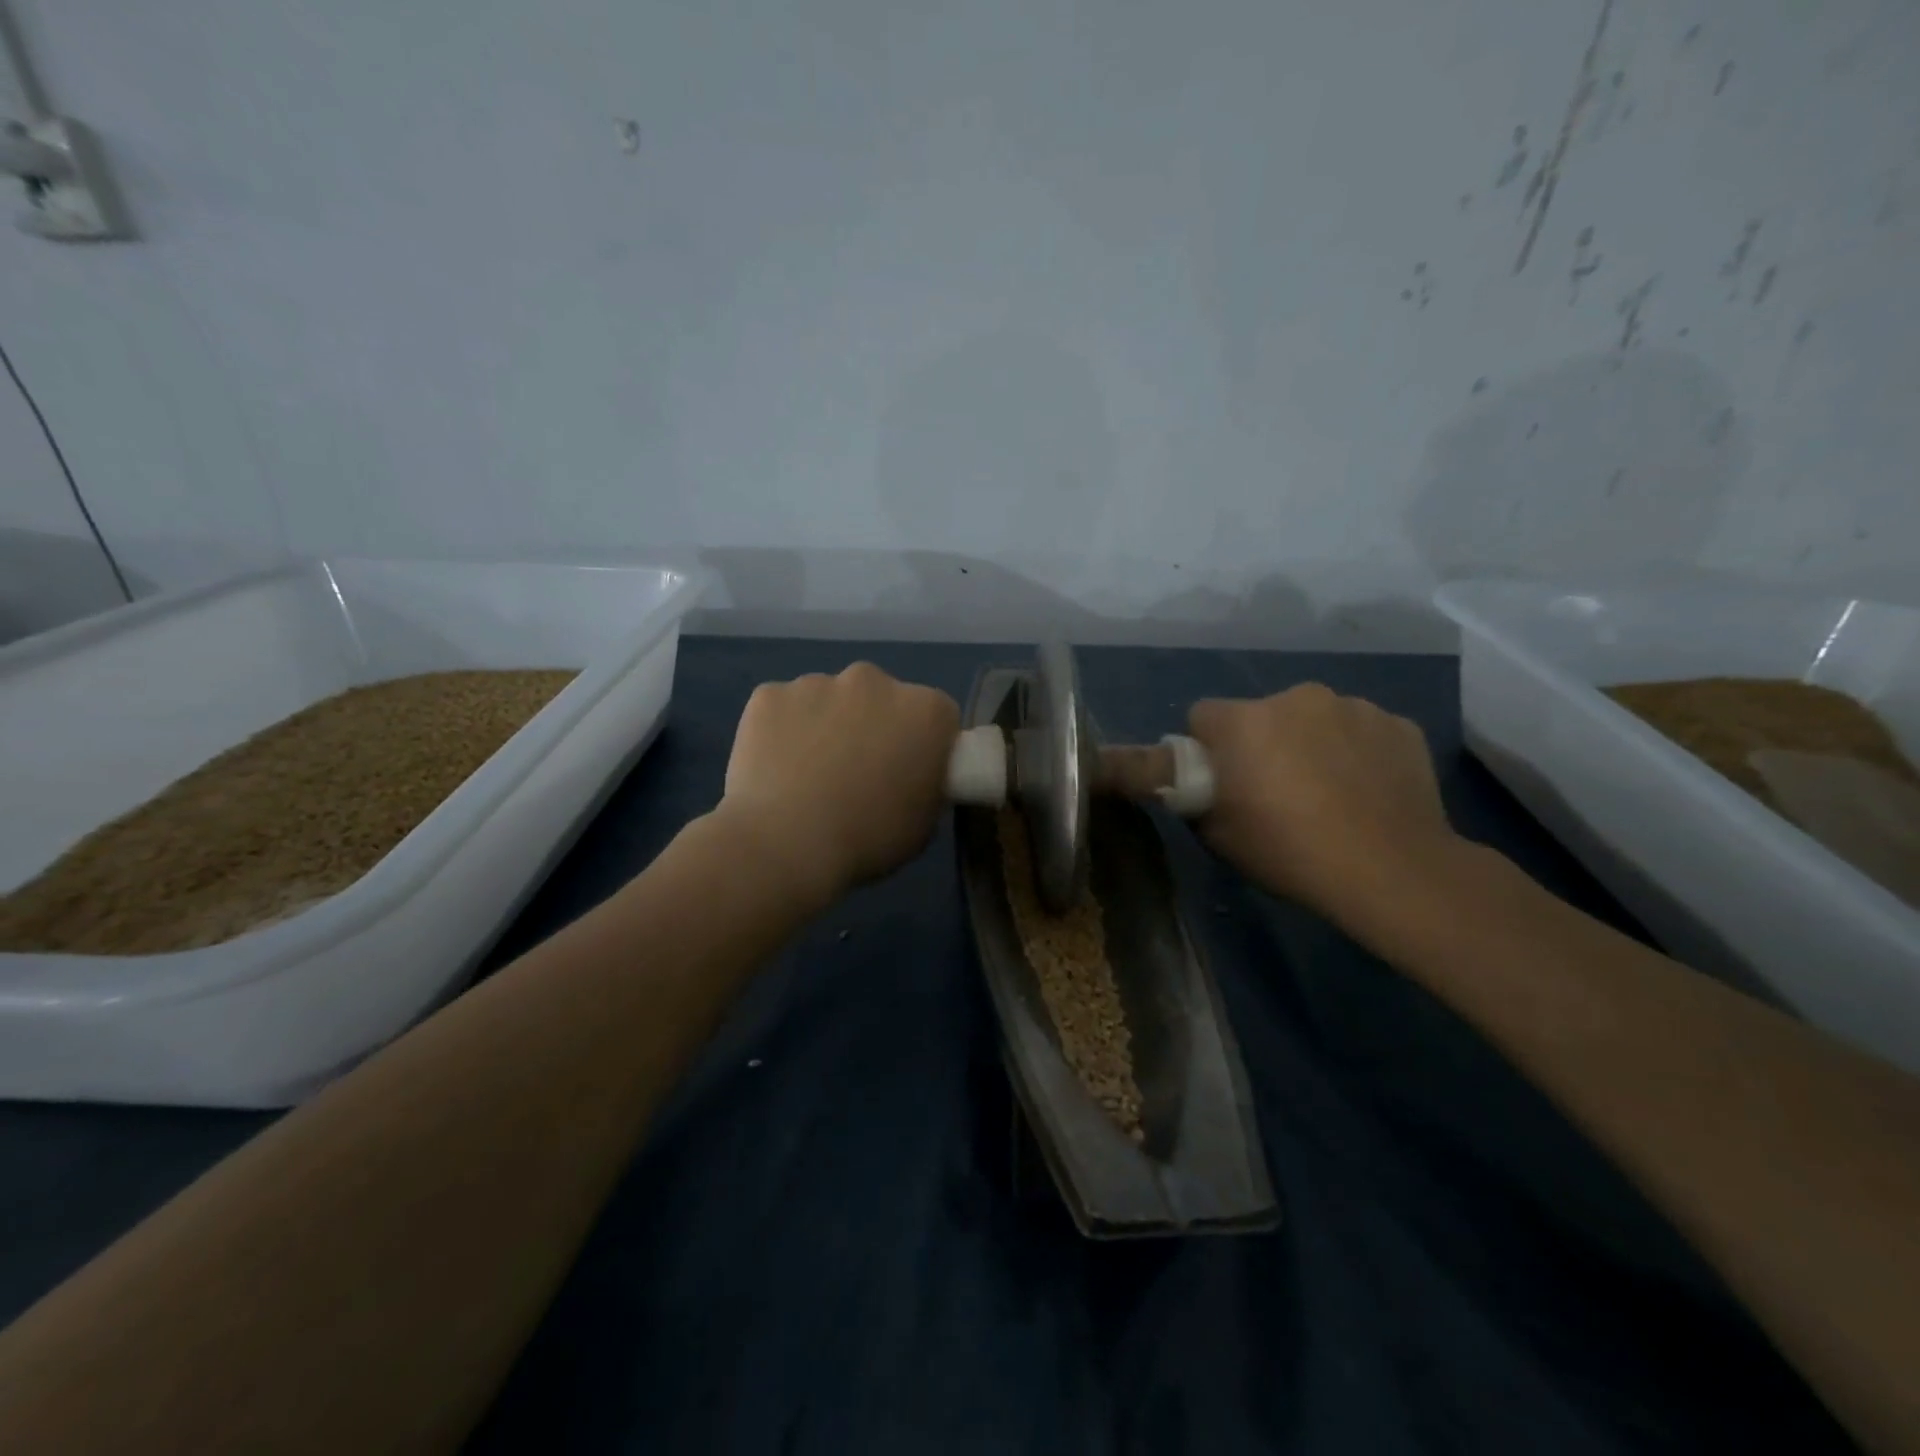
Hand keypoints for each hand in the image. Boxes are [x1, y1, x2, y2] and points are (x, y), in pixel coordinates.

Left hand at [717, 663, 959, 906]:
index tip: (909, 773)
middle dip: (873, 726)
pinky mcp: (770, 694)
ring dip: (826, 725)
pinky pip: (783, 708)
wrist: (786, 843)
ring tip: (809, 776)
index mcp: (924, 710)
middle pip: (881, 698)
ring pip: (829, 699)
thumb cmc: (868, 838)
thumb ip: (926, 786)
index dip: (924, 745)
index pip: (937, 717)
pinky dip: (781, 730)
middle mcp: (875, 681)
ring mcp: (817, 683)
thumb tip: (910, 779)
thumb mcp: (923, 824)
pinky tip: (775, 769)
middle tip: (858, 774)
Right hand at [1186, 685, 1461, 928]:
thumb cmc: (1289, 851)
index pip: (1203, 715)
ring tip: (1329, 794)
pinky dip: (1357, 753)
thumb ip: (1198, 796)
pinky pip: (1362, 732)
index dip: (1206, 747)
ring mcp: (1355, 707)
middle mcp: (1297, 698)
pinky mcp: (1400, 725)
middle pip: (1262, 714)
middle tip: (1276, 792)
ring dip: (1311, 744)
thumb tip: (1200, 782)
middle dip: (1262, 742)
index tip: (1221, 780)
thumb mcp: (1217, 835)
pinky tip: (1368, 792)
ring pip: (1315, 720)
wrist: (1391, 871)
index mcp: (1244, 721)